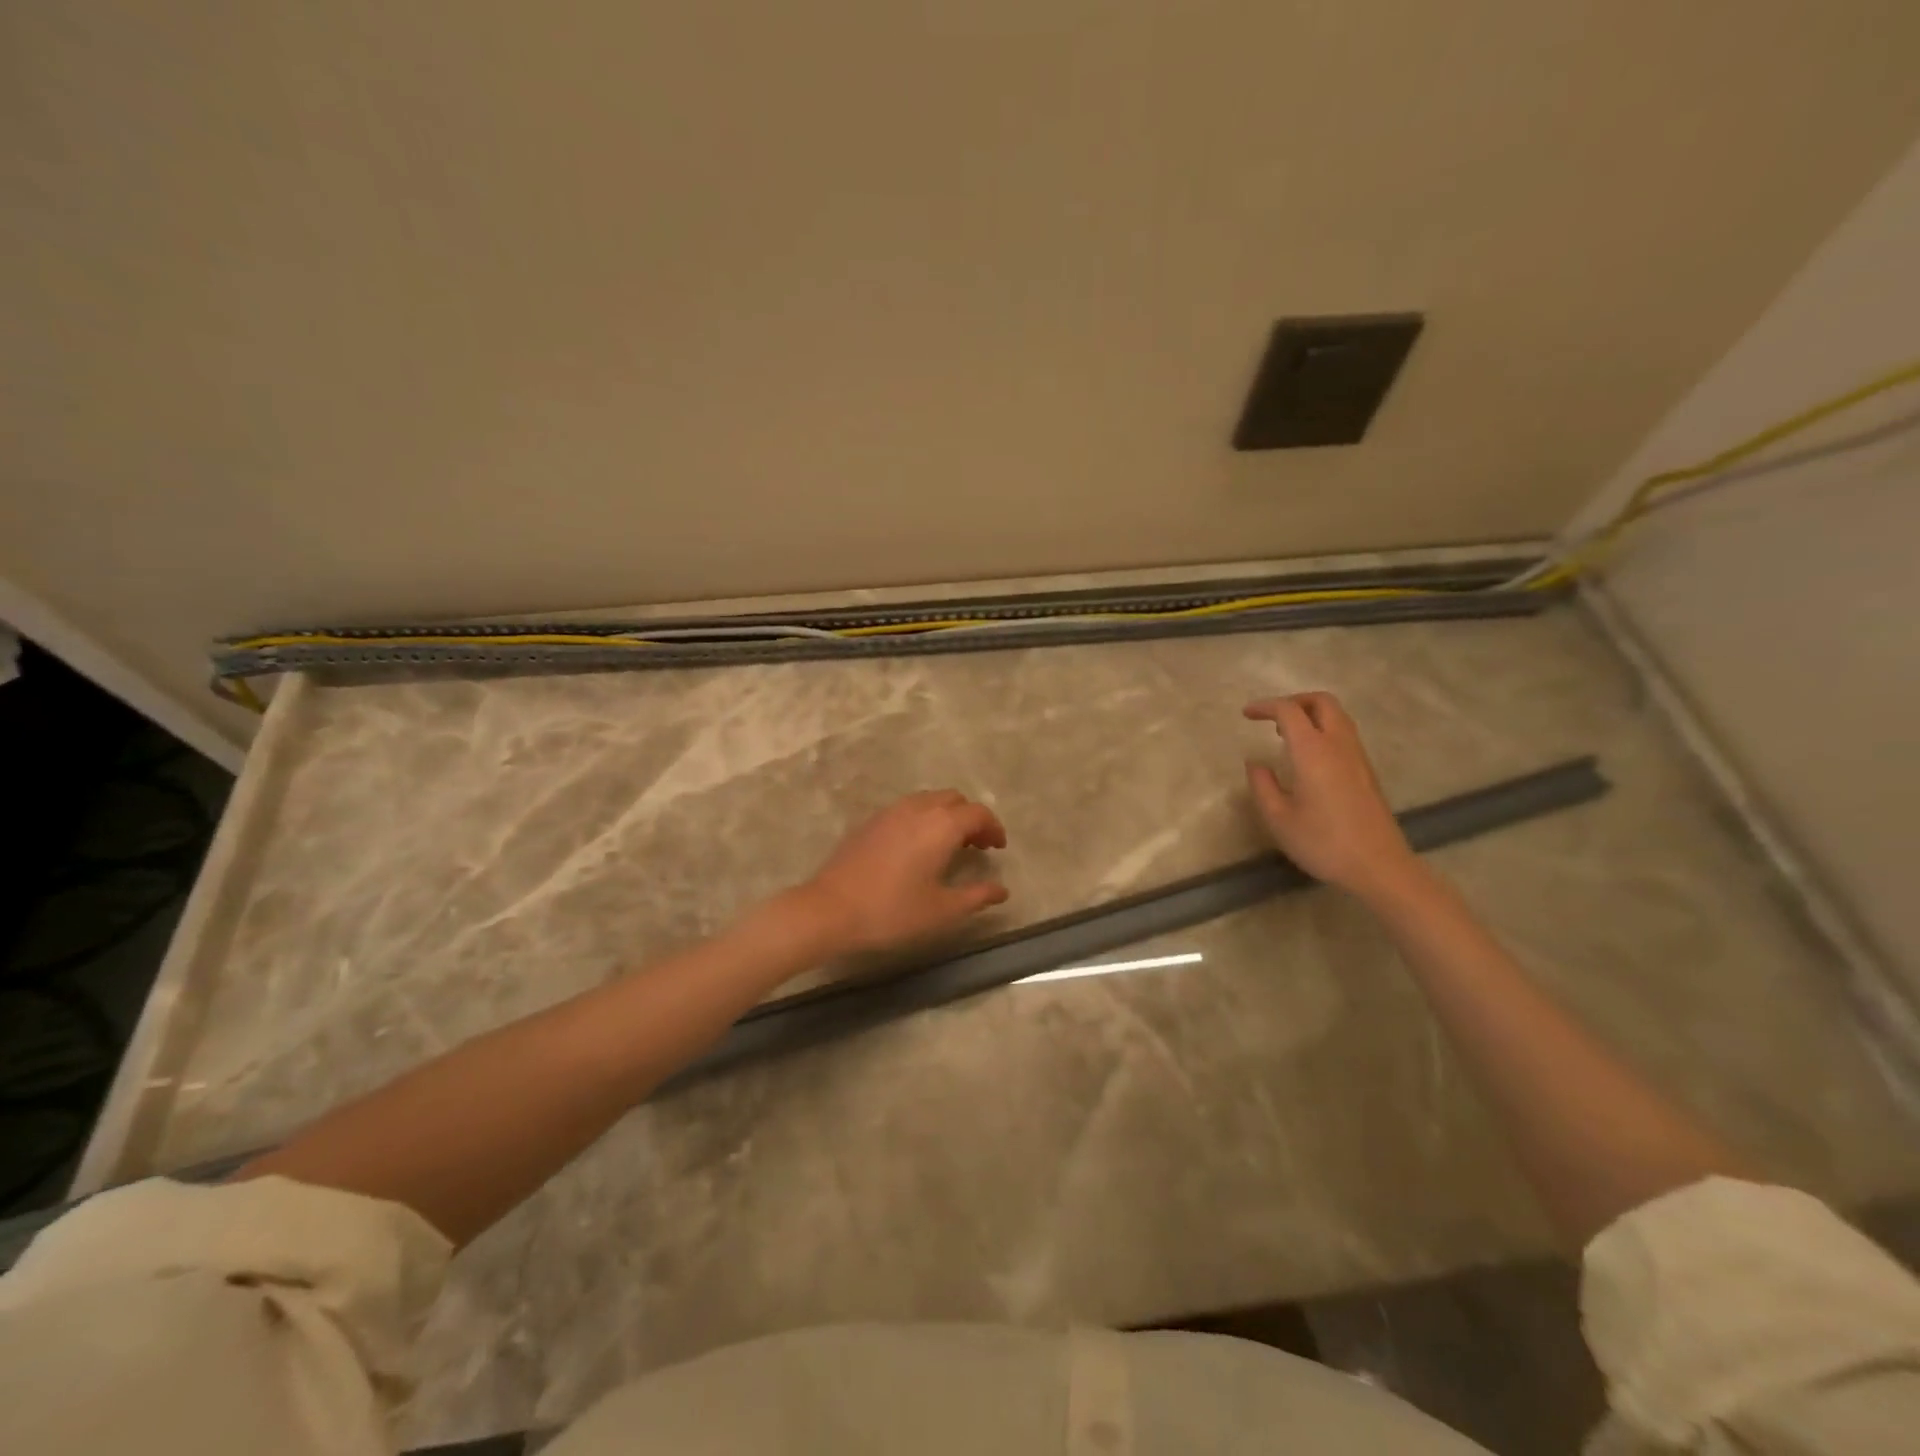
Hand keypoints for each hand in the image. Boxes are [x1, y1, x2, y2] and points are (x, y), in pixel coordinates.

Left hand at [800, 790, 1009, 952]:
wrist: (830, 909)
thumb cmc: (892, 911)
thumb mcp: (942, 910)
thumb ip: (977, 896)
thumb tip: (1002, 890)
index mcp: (941, 825)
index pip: (978, 813)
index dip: (993, 828)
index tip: (998, 849)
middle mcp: (918, 808)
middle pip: (954, 800)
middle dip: (971, 818)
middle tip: (977, 846)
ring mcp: (891, 812)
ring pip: (929, 800)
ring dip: (947, 816)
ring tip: (950, 846)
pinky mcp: (871, 821)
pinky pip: (908, 808)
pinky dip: (924, 818)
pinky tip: (918, 848)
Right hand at [1243, 692, 1419, 900]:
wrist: (1378, 866)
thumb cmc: (1323, 842)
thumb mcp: (1278, 818)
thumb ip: (1262, 785)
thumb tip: (1255, 764)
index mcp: (1313, 751)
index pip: (1288, 711)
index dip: (1265, 706)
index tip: (1246, 714)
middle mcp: (1338, 745)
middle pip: (1321, 702)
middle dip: (1294, 701)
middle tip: (1272, 718)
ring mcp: (1358, 757)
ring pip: (1337, 716)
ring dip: (1311, 715)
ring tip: (1287, 735)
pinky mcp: (1367, 772)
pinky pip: (1344, 734)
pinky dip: (1323, 730)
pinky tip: (1309, 757)